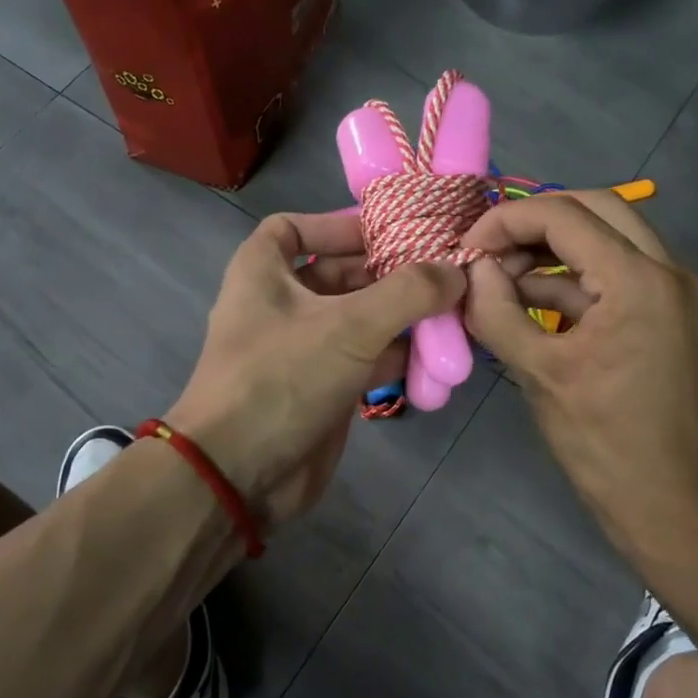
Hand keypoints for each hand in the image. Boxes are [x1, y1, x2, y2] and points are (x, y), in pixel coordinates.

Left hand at [167, 213, 463, 525]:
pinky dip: (397, 356)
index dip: (336, 224)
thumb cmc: (282, 379)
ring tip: (452, 313)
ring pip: (358, 319)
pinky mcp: (322, 389)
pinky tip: (436, 357)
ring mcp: (302, 350)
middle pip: (339, 274)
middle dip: (388, 273)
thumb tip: (457, 271)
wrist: (239, 474)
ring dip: (401, 317)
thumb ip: (409, 293)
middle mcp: (280, 305)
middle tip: (443, 273)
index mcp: (263, 272)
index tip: (387, 231)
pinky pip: (365, 360)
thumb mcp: (348, 325)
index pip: (293, 227)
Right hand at [460, 194, 697, 558]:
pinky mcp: (670, 315)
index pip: (565, 215)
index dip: (506, 221)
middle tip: (490, 252)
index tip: (467, 248)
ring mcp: (675, 292)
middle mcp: (668, 271)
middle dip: (535, 224)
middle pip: (595, 208)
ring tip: (500, 283)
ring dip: (553, 252)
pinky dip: (574, 282)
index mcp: (639, 279)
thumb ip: (496, 311)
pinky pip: (618, 276)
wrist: (670, 501)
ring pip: (609, 239)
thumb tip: (473, 269)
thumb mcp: (538, 372)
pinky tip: (530, 306)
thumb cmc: (601, 440)